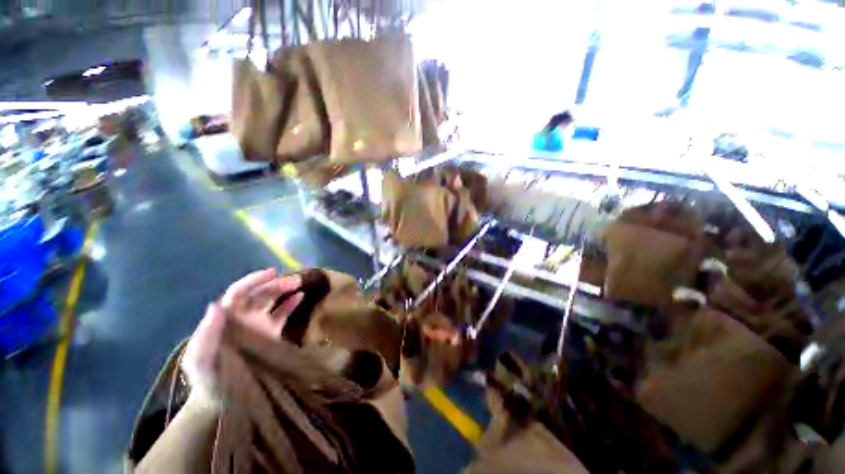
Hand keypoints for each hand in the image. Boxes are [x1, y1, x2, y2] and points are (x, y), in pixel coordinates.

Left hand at [181, 268, 303, 397]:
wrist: (222, 398)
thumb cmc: (209, 379)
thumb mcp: (201, 361)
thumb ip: (206, 336)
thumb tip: (215, 306)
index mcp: (225, 318)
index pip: (238, 293)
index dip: (253, 281)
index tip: (272, 273)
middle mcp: (242, 317)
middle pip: (259, 294)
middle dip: (276, 284)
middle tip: (295, 281)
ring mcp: (258, 324)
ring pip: (272, 300)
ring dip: (285, 290)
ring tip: (299, 284)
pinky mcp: (271, 333)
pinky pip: (282, 314)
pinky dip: (291, 304)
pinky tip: (300, 297)